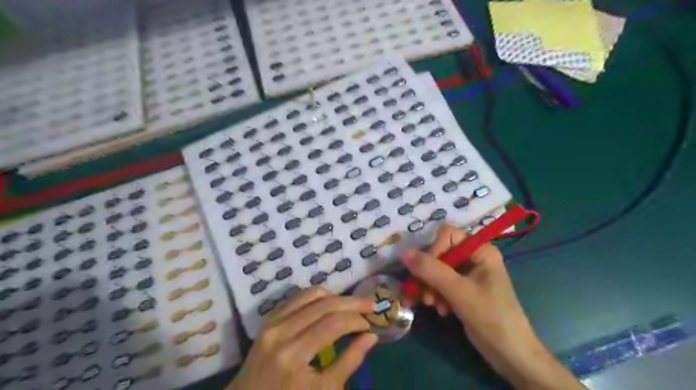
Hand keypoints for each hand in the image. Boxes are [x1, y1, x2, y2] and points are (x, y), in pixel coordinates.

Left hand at [229, 287, 378, 389]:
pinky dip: (318, 296)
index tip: (369, 324)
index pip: (332, 324)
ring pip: (311, 294)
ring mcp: (272, 321)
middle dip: (351, 302)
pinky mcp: (269, 318)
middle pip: (324, 304)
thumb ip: (349, 362)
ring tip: (351, 305)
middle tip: (370, 304)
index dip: (355, 320)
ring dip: (335, 296)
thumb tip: (371, 336)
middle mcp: (281, 331)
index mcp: (293, 354)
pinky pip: (298, 297)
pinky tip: (330, 304)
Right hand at [400, 224, 582, 389]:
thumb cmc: (491, 317)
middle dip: (429, 274)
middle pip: (440, 253)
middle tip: (424, 293)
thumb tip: (403, 252)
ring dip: (430, 287)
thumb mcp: (458, 291)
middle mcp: (474, 257)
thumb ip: (430, 270)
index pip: (447, 235)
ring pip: (437, 269)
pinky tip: (440, 310)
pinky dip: (436, 295)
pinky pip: (441, 283)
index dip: (434, 250)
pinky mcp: (463, 289)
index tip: (426, 272)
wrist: (511, 355)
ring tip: (431, 304)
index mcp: (480, 250)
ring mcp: (468, 274)